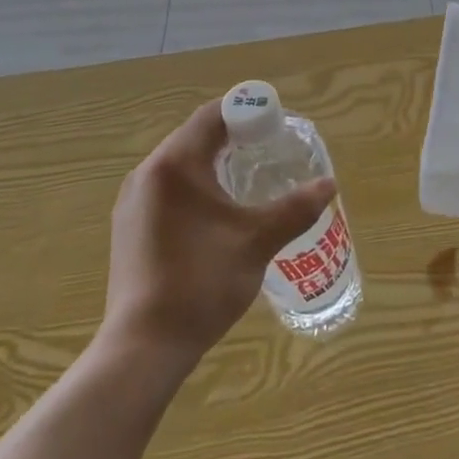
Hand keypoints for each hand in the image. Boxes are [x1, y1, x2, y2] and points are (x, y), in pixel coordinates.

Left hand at [103, 100, 336, 364]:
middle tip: (269, 150)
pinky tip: (215, 213)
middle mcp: (148, 173)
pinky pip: (165, 188)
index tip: (276, 123)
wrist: (144, 347)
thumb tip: (329, 184)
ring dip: (212, 162)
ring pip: (179, 164)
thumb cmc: (202, 283)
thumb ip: (296, 208)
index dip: (246, 111)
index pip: (212, 115)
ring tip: (247, 179)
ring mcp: (132, 201)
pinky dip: (194, 186)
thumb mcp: (258, 241)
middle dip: (233, 137)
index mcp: (176, 165)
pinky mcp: (128, 227)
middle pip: (194, 136)